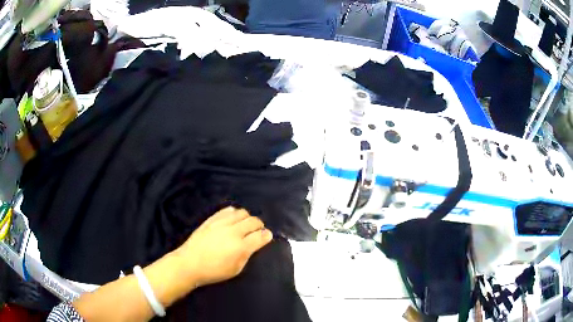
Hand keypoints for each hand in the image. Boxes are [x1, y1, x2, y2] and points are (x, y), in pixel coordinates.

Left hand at [174, 207, 272, 288]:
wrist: (189, 263)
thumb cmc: (214, 271)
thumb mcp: (235, 269)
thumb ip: (247, 255)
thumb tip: (254, 244)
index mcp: (241, 247)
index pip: (261, 236)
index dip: (267, 235)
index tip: (267, 236)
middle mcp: (233, 232)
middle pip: (253, 221)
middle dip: (259, 225)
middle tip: (257, 231)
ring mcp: (221, 223)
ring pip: (242, 212)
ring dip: (247, 218)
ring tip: (244, 225)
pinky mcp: (212, 219)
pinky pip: (227, 210)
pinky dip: (234, 213)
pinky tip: (233, 219)